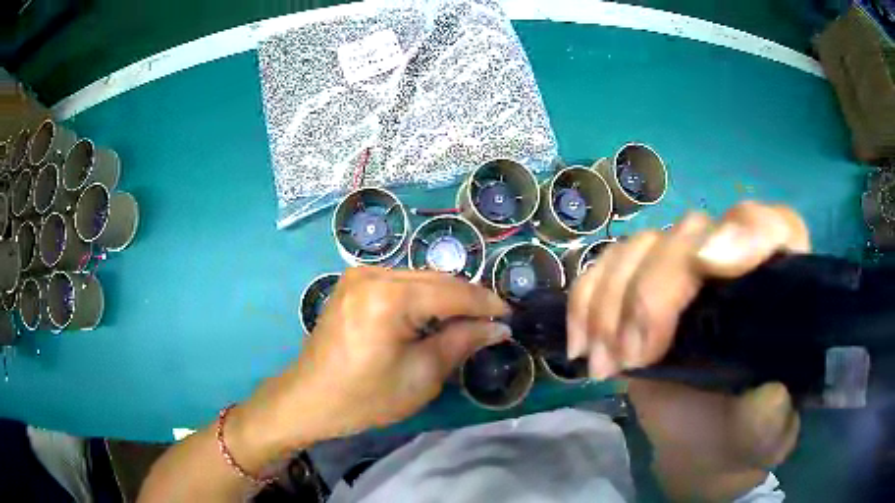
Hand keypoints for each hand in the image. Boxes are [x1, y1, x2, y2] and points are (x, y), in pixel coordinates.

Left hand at [237, 267, 509, 454]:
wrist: (309, 399)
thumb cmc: (365, 397)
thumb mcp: (421, 376)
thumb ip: (462, 342)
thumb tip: (498, 327)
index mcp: (389, 297)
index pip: (453, 293)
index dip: (486, 304)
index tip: (511, 316)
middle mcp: (373, 273)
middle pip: (437, 279)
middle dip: (468, 299)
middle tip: (494, 321)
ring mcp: (359, 274)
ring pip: (420, 277)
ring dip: (447, 297)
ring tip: (469, 321)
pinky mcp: (353, 282)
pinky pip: (400, 282)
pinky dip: (423, 296)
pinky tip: (434, 316)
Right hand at [567, 201, 808, 500]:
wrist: (704, 444)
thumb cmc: (746, 431)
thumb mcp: (767, 434)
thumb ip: (771, 417)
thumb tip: (766, 393)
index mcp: (779, 285)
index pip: (776, 227)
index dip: (746, 232)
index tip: (708, 265)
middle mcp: (733, 261)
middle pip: (692, 234)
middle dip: (655, 293)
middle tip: (634, 358)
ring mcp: (684, 272)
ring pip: (643, 246)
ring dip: (613, 302)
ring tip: (606, 365)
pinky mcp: (642, 289)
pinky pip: (606, 268)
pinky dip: (586, 301)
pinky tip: (582, 346)